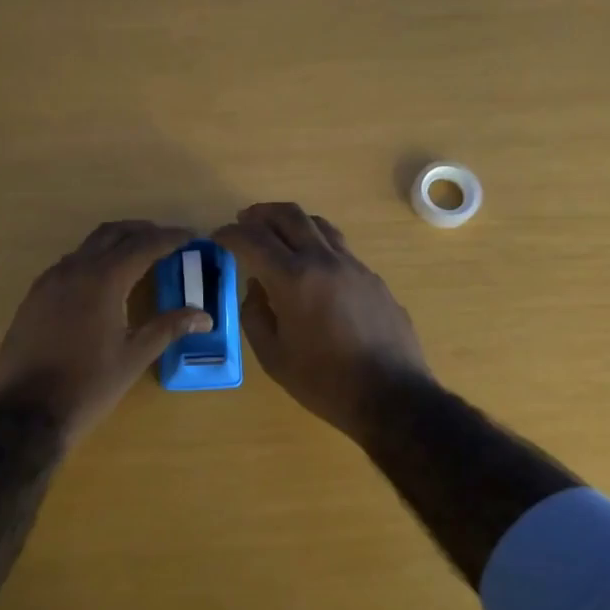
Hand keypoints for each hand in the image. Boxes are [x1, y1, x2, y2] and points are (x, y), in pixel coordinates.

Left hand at [0, 220, 211, 443]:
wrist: (28, 411)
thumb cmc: (89, 385)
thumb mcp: (134, 356)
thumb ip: (168, 328)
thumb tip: (204, 316)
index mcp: (103, 280)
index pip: (143, 245)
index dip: (170, 238)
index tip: (191, 236)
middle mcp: (73, 270)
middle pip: (112, 234)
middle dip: (141, 231)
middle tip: (166, 240)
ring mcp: (48, 282)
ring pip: (86, 247)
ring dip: (114, 244)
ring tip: (137, 258)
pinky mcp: (33, 297)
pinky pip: (67, 266)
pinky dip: (91, 262)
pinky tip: (101, 284)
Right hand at [213, 203, 430, 439]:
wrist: (392, 396)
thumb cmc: (324, 382)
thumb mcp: (273, 357)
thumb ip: (255, 315)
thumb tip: (255, 287)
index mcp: (293, 279)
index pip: (253, 240)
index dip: (230, 234)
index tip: (217, 237)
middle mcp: (324, 260)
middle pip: (289, 216)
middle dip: (260, 214)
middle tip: (244, 221)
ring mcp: (354, 266)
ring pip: (319, 225)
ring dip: (292, 222)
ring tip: (277, 234)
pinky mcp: (373, 278)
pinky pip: (339, 248)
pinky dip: (316, 245)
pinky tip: (312, 267)